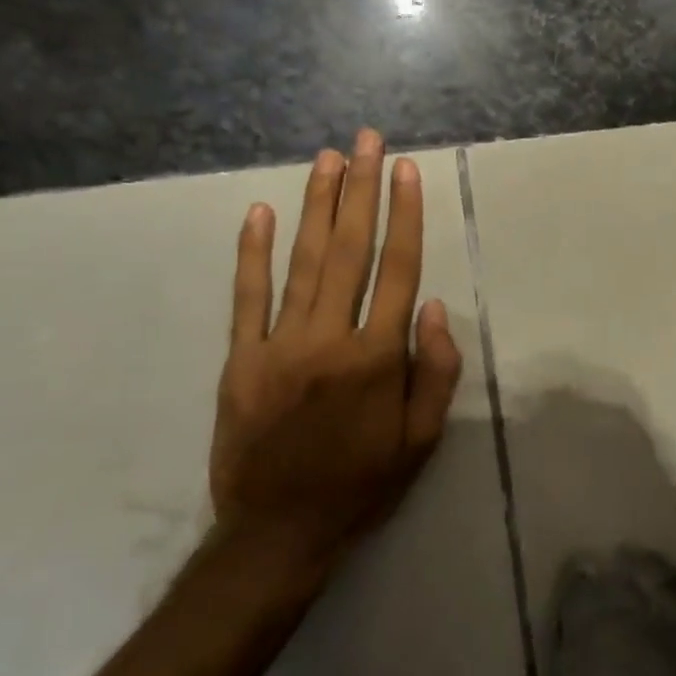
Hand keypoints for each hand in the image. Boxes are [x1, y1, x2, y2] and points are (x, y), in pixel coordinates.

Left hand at [211, 130, 463, 562]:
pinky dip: (251, 252)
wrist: (276, 534)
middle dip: (361, 190)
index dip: (405, 214)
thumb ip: (435, 371)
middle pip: (350, 250)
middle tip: (367, 141)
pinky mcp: (239, 359)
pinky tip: (258, 212)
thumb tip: (435, 306)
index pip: (397, 269)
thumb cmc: (362, 484)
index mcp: (376, 358)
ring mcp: (277, 346)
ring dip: (316, 206)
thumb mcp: (422, 439)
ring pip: (302, 261)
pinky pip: (246, 297)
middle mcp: (328, 338)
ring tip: (328, 159)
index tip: (406, 169)